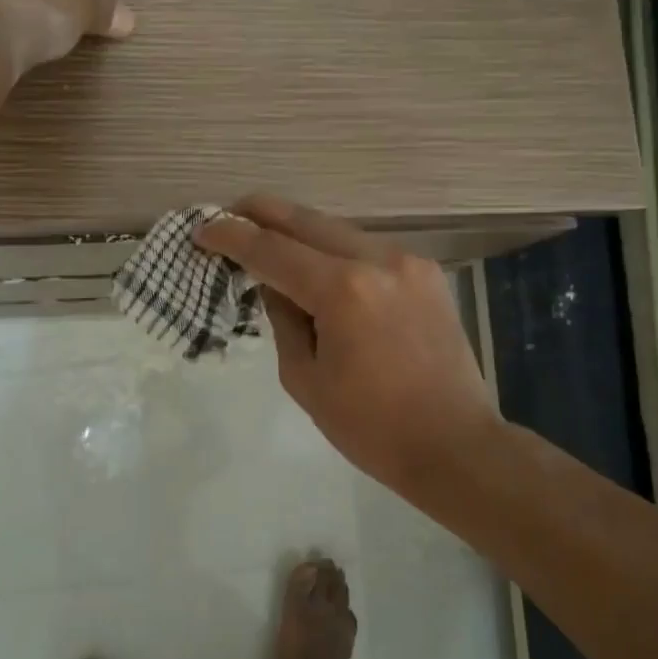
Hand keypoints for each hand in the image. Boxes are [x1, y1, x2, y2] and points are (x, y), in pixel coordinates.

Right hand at [195, 195, 501, 494]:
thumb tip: (271, 282)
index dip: (231, 237)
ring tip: (268, 241)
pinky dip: (334, 250)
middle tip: (228, 214)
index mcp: (343, 291)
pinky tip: (317, 267)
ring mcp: (408, 261)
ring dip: (299, 231)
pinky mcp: (427, 273)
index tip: (203, 231)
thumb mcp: (304, 378)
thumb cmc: (371, 427)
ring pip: (338, 230)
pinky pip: (367, 248)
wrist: (455, 445)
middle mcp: (378, 260)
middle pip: (306, 220)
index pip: (272, 250)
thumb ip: (282, 319)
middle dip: (262, 213)